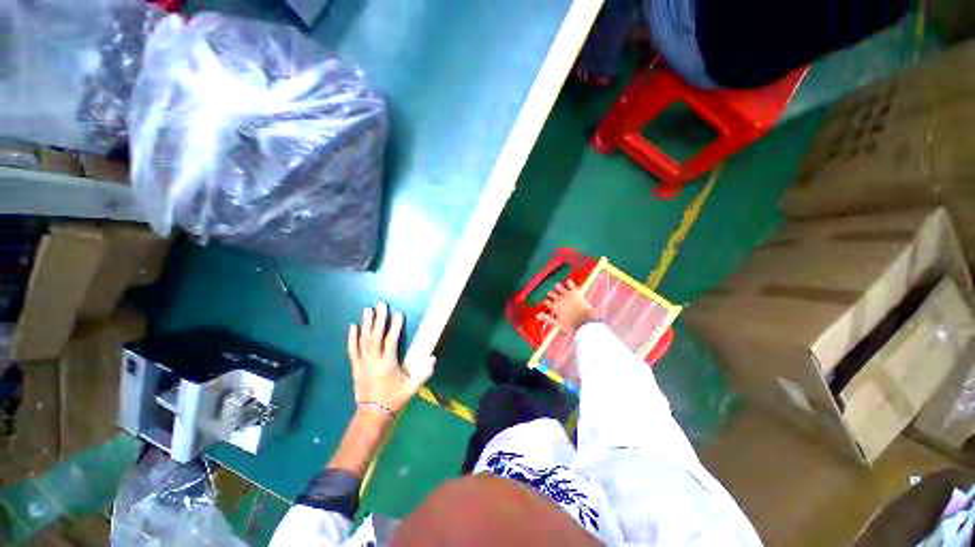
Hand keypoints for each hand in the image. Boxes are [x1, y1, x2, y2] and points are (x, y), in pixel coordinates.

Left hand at [347, 302, 434, 413]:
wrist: (372, 414)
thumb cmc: (394, 399)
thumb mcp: (411, 389)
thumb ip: (422, 374)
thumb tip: (432, 358)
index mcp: (387, 365)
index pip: (391, 341)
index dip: (395, 327)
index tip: (399, 314)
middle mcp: (373, 361)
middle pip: (375, 337)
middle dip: (379, 319)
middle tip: (381, 305)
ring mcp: (362, 363)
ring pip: (364, 340)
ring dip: (366, 324)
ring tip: (368, 309)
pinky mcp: (355, 367)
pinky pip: (352, 350)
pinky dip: (352, 338)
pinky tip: (352, 326)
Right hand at [539, 280, 596, 332]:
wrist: (586, 321)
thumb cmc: (571, 325)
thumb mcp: (557, 324)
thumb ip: (547, 318)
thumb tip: (538, 315)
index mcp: (554, 307)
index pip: (546, 301)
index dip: (546, 302)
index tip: (548, 303)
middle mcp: (559, 299)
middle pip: (551, 293)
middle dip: (551, 294)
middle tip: (553, 296)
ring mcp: (567, 294)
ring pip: (558, 286)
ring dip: (558, 287)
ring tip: (559, 288)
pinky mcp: (575, 291)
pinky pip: (570, 283)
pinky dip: (569, 282)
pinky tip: (568, 282)